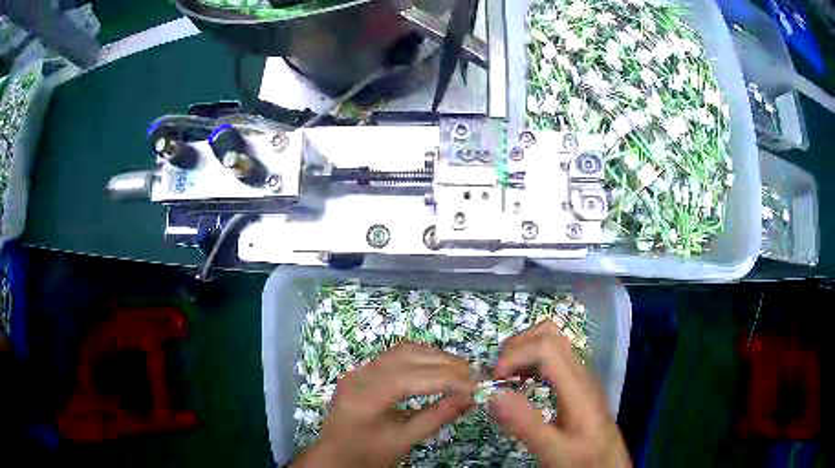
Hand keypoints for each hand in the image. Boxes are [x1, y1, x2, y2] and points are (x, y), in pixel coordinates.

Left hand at [292, 341, 476, 467]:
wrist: (334, 456)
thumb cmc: (366, 454)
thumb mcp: (403, 440)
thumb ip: (436, 417)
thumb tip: (469, 397)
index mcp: (365, 397)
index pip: (412, 378)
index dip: (448, 379)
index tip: (477, 385)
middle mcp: (360, 375)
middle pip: (408, 356)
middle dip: (445, 364)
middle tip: (474, 377)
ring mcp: (359, 370)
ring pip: (403, 351)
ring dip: (435, 357)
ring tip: (460, 372)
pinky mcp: (363, 371)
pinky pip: (396, 356)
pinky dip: (422, 359)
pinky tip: (437, 369)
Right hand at [488, 321, 630, 467]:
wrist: (609, 464)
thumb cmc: (583, 458)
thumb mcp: (553, 450)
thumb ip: (525, 424)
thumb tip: (493, 394)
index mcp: (578, 387)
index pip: (547, 347)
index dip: (515, 354)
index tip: (494, 379)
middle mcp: (581, 373)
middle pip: (550, 334)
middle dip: (517, 346)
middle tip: (497, 374)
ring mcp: (581, 376)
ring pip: (552, 342)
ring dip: (523, 350)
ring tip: (505, 377)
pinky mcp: (578, 384)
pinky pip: (553, 357)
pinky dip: (531, 361)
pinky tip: (521, 383)